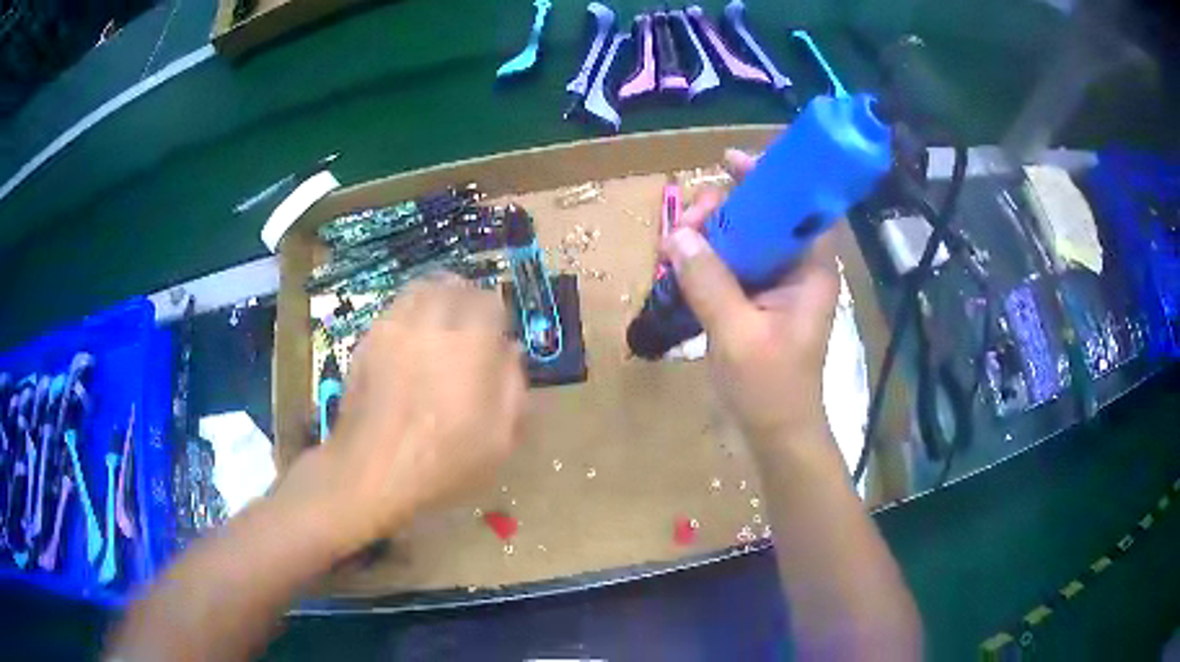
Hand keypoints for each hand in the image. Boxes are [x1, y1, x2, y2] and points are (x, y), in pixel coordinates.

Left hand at [280, 275, 526, 549]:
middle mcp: (430, 322)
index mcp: (470, 342)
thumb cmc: (443, 461)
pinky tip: (410, 340)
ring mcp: (392, 328)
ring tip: (441, 322)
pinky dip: (408, 313)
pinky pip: (393, 310)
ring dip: (436, 298)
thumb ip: (512, 386)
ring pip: (419, 290)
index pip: (488, 302)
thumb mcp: (500, 438)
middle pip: (452, 286)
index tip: (499, 333)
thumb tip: (511, 350)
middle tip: (472, 321)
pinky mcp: (366, 341)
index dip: (497, 314)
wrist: (372, 471)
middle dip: (467, 298)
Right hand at [666, 149, 839, 446]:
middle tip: (686, 223)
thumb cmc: (770, 390)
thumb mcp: (737, 335)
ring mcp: (776, 287)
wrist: (776, 436)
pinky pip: (732, 266)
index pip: (799, 207)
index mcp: (810, 271)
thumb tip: (677, 235)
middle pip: (764, 218)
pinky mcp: (757, 303)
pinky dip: (707, 260)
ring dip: (710, 235)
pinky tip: (680, 264)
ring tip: (674, 246)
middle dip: (725, 210)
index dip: (770, 179)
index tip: (730, 162)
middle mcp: (797, 270)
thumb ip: (709, 283)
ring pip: (744, 241)